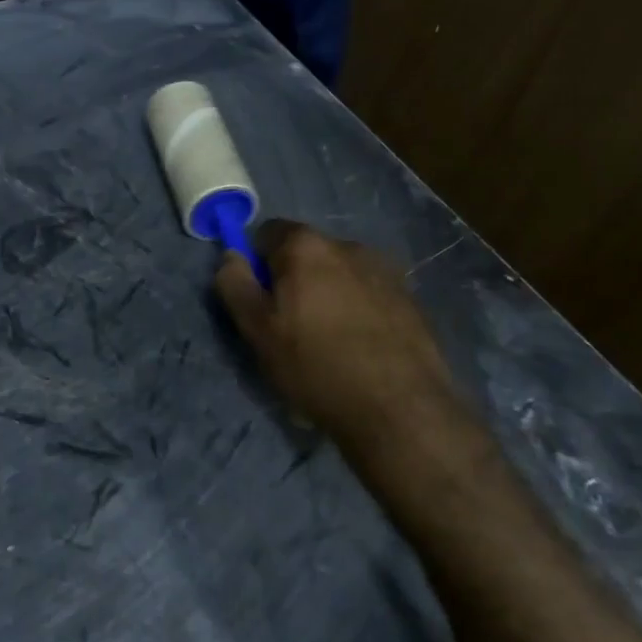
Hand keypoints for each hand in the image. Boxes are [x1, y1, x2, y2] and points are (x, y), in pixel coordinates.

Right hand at [214, 220, 469, 455]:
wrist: (400, 408)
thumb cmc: (316, 367)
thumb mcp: (258, 332)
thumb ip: (236, 286)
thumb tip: (230, 256)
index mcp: (306, 247)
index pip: (267, 233)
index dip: (257, 264)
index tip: (260, 302)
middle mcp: (348, 245)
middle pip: (306, 253)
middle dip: (293, 279)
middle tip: (290, 328)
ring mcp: (385, 270)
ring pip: (339, 273)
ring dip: (328, 294)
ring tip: (329, 341)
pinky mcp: (410, 298)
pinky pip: (369, 293)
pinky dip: (358, 309)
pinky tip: (360, 347)